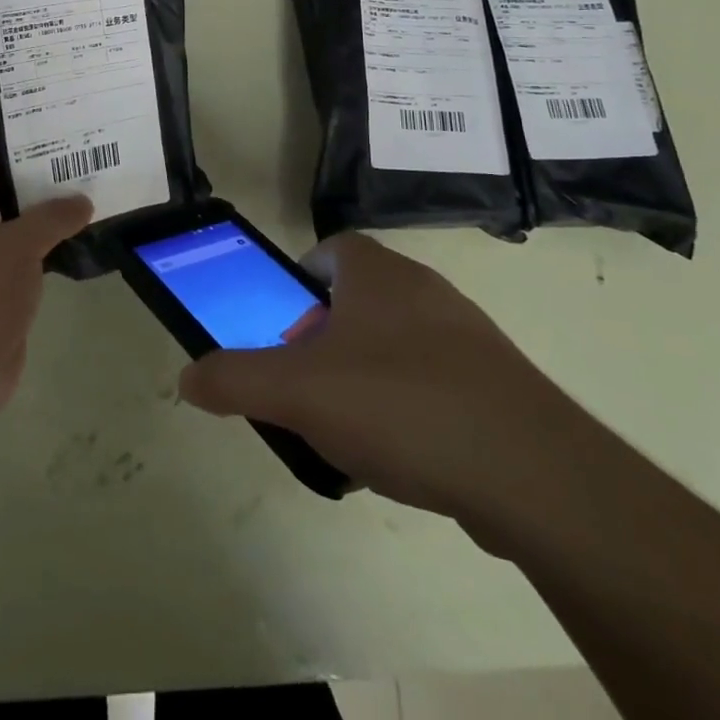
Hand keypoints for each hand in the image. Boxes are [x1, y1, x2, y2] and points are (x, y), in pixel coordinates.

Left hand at [0, 143, 91, 432]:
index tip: (18, 144)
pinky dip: (45, 256)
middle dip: (19, 184)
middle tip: (62, 168)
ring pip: (9, 236)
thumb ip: (51, 218)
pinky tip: (76, 247)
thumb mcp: (16, 245)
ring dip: (38, 221)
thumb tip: (82, 201)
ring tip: (78, 201)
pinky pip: (23, 268)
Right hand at [179, 233, 592, 534]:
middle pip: (360, 298)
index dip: (301, 279)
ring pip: (398, 343)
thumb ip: (236, 380)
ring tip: (347, 429)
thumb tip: (188, 377)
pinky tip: (402, 458)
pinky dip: (409, 408)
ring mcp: (468, 336)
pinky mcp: (498, 385)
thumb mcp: (298, 392)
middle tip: (306, 382)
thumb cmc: (400, 404)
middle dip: (326, 336)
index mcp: (378, 273)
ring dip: (366, 374)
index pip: (332, 248)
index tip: (284, 324)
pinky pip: (436, 383)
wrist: (531, 471)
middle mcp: (424, 290)